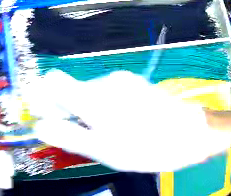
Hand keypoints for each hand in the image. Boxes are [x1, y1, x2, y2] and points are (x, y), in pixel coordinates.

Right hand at [27, 70, 230, 172]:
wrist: (191, 134)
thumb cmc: (148, 147)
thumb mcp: (103, 150)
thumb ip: (68, 136)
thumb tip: (39, 127)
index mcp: (94, 97)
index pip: (53, 82)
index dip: (44, 99)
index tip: (48, 119)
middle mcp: (106, 81)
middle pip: (71, 91)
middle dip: (69, 114)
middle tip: (85, 139)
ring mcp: (123, 81)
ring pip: (90, 96)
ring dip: (89, 115)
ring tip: (108, 137)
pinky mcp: (134, 86)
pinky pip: (107, 96)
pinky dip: (104, 112)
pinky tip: (122, 127)